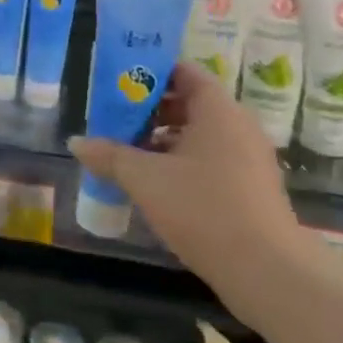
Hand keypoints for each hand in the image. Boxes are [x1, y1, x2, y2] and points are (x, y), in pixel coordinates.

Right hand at [69, 61, 308, 326]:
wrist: (267, 271)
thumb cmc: (203, 209)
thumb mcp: (146, 180)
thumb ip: (109, 156)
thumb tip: (76, 142)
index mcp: (217, 110)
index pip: (183, 71)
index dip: (149, 72)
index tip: (118, 83)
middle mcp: (237, 125)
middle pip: (189, 102)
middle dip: (149, 109)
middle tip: (113, 119)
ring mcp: (247, 157)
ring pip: (198, 133)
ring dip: (162, 139)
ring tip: (126, 152)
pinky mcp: (250, 186)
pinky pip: (210, 158)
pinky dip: (181, 161)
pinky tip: (154, 183)